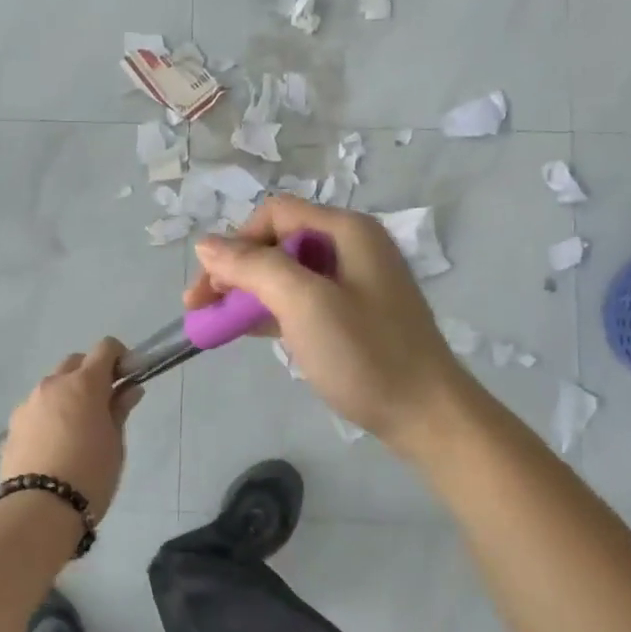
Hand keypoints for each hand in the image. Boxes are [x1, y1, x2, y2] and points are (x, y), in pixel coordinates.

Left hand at [0, 338, 143, 522]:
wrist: (38, 510)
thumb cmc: (90, 474)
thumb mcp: (114, 443)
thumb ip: (119, 410)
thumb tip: (129, 389)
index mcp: (84, 383)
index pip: (105, 348)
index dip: (119, 358)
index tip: (126, 378)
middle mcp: (53, 384)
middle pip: (76, 362)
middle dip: (92, 374)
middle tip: (104, 404)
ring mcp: (29, 403)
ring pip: (53, 386)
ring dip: (68, 395)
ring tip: (76, 430)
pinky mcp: (13, 424)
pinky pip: (37, 408)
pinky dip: (49, 415)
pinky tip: (54, 445)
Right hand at [184, 197, 475, 457]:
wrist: (428, 416)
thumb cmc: (366, 355)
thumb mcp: (304, 304)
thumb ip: (253, 268)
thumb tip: (205, 244)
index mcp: (346, 230)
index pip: (274, 215)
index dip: (235, 243)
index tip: (210, 287)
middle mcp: (350, 246)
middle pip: (277, 243)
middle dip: (235, 272)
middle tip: (202, 309)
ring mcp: (354, 281)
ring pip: (285, 274)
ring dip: (248, 294)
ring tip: (218, 325)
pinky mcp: (353, 313)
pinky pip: (301, 299)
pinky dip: (271, 311)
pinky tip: (249, 331)